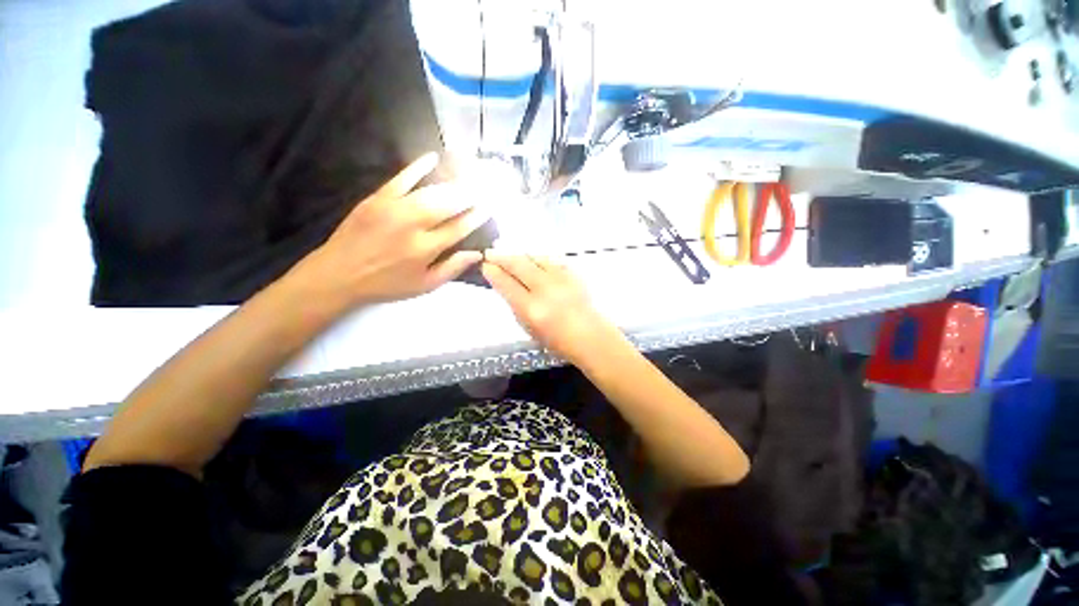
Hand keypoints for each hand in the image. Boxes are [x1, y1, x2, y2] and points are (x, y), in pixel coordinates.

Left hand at [289, 153, 487, 310]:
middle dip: (470, 195)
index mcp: (425, 249)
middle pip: (448, 205)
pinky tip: (433, 158)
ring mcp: (393, 208)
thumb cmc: (387, 283)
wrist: (339, 273)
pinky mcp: (377, 198)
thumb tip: (477, 254)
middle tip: (485, 187)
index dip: (476, 216)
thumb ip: (452, 269)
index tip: (489, 207)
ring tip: (469, 177)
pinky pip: (401, 178)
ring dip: (453, 183)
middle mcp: (413, 225)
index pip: (459, 228)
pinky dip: (417, 167)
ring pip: (431, 191)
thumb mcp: (424, 285)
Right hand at [482, 252, 626, 364]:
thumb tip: (506, 286)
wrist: (590, 336)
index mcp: (531, 309)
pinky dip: (539, 258)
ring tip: (510, 254)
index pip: (506, 284)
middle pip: (519, 265)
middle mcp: (545, 290)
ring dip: (520, 255)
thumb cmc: (557, 340)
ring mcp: (560, 279)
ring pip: (535, 257)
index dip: (493, 273)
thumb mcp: (529, 328)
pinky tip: (533, 259)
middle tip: (490, 252)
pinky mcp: (573, 274)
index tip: (485, 266)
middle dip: (501, 256)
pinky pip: (551, 260)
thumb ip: (516, 305)